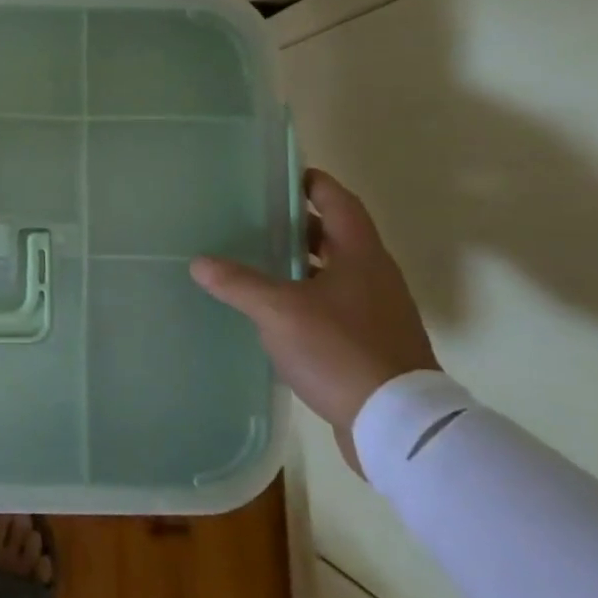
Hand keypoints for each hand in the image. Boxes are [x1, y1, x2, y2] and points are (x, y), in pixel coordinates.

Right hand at [189, 168, 438, 473]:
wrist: (398, 424)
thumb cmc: (340, 350)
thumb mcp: (279, 312)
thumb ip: (238, 283)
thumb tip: (199, 262)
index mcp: (361, 256)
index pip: (339, 203)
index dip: (314, 184)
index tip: (286, 174)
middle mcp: (375, 277)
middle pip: (338, 237)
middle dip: (300, 226)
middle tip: (258, 218)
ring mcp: (378, 312)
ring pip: (336, 273)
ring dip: (303, 263)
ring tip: (260, 262)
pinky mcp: (373, 343)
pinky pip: (336, 305)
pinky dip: (308, 296)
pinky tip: (278, 311)